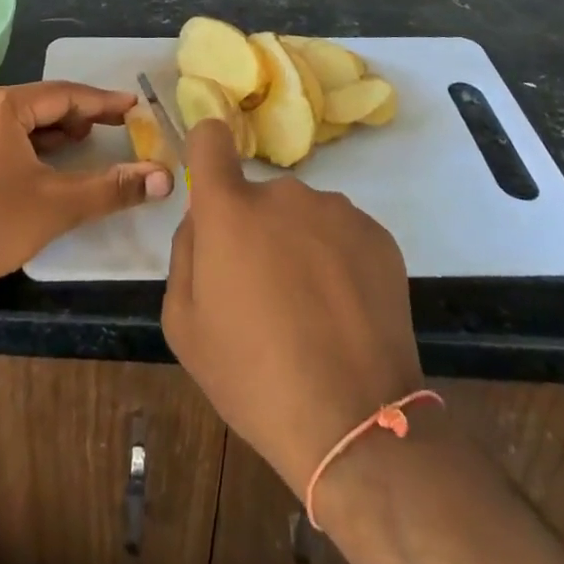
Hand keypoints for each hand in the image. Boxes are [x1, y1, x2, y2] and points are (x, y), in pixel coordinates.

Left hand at [0, 82, 174, 301]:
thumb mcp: (58, 204)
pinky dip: (26, 145)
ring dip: (52, 131)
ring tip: (84, 142)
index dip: (101, 102)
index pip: (62, 95)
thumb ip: (113, 187)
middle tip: (113, 126)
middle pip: (38, 104)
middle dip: (77, 116)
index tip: (133, 105)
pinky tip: (44, 162)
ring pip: (17, 121)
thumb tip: (164, 178)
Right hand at [163, 119, 423, 498]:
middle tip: (266, 294)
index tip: (211, 183)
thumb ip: (185, 253)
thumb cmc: (252, 376)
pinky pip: (342, 235)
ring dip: (300, 246)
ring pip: (303, 217)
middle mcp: (283, 194)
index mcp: (229, 209)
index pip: (210, 140)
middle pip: (259, 198)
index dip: (206, 151)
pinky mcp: (378, 235)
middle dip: (256, 232)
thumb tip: (202, 220)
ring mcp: (335, 210)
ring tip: (312, 312)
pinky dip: (338, 262)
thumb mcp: (185, 326)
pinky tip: (344, 315)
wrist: (354, 424)